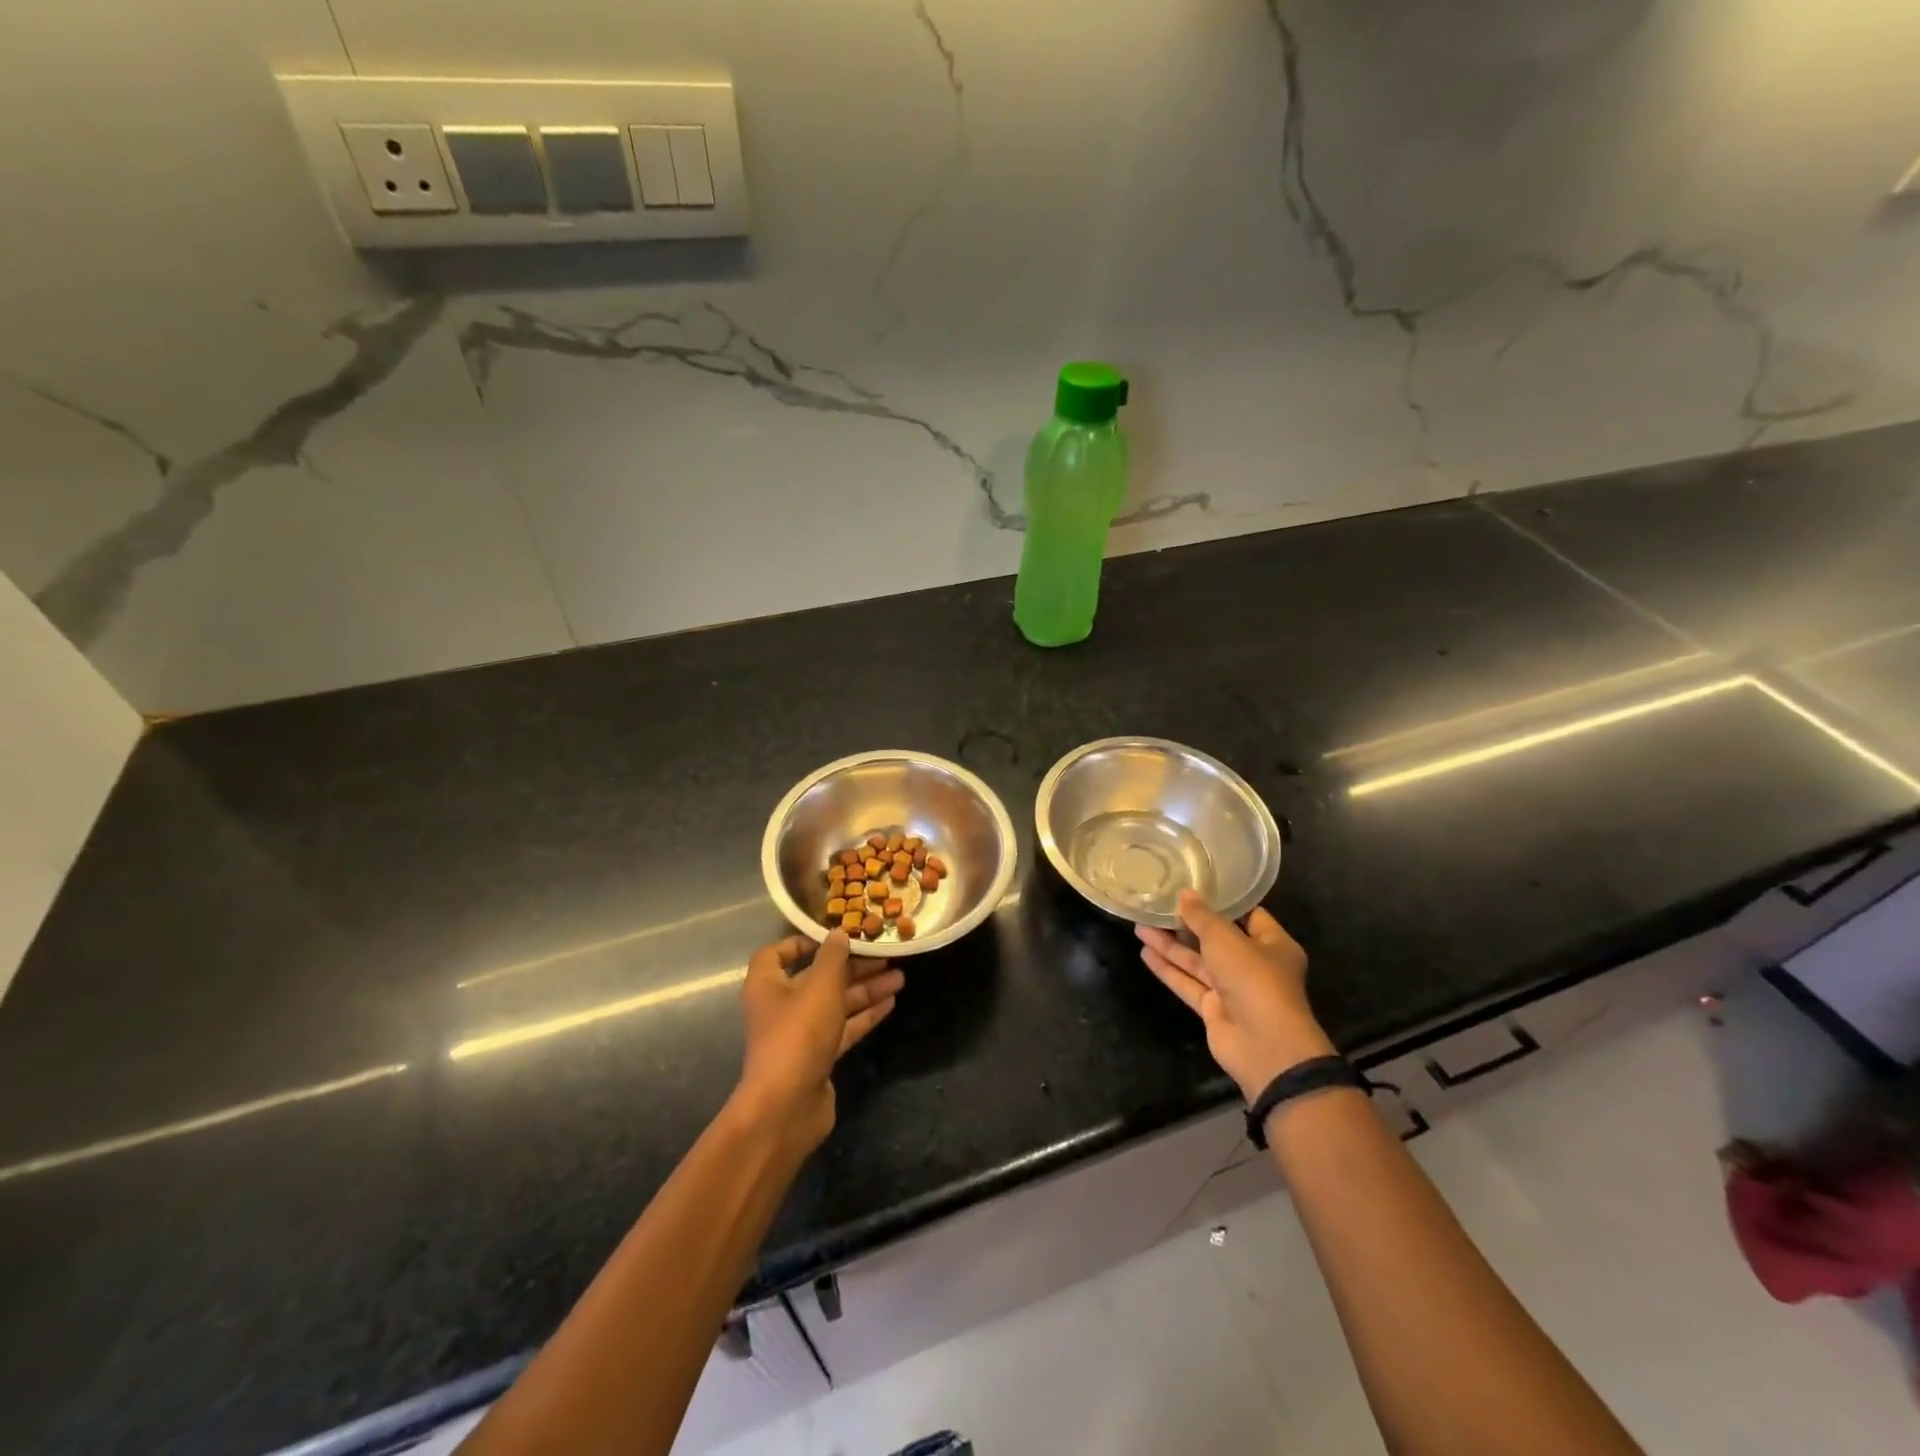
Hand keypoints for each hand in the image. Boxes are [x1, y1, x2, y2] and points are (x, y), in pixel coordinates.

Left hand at [736, 931, 903, 1153]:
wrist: (787, 1107)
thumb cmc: (798, 1035)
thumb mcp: (819, 987)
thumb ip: (832, 957)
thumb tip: (838, 932)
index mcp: (767, 985)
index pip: (776, 954)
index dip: (802, 942)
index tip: (834, 938)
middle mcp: (781, 1006)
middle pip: (817, 977)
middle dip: (851, 966)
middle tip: (885, 955)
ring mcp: (800, 1034)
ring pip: (835, 1003)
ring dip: (865, 989)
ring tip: (899, 977)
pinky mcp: (818, 1057)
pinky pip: (843, 1028)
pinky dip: (865, 1015)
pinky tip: (891, 1003)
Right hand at [1137, 892, 1333, 1102]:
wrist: (1264, 1045)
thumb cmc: (1254, 979)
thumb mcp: (1226, 939)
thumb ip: (1202, 916)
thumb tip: (1185, 894)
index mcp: (1273, 944)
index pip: (1247, 916)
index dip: (1221, 902)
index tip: (1193, 886)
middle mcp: (1255, 965)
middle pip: (1216, 939)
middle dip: (1187, 924)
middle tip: (1157, 906)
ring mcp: (1233, 989)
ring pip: (1197, 962)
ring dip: (1170, 946)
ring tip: (1140, 926)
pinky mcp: (1214, 1009)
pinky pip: (1188, 983)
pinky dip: (1169, 969)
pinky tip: (1145, 953)